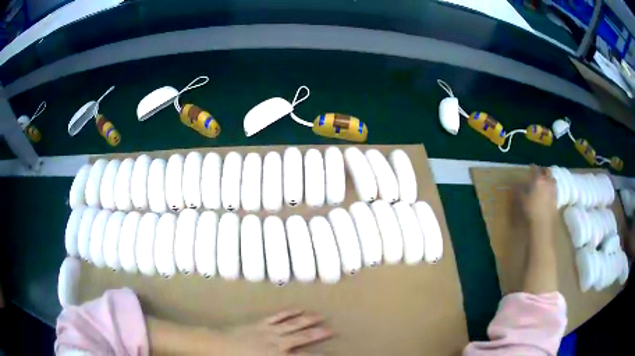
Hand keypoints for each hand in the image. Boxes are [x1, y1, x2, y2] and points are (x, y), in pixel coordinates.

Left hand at [224, 310, 332, 354]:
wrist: (218, 346)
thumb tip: (293, 355)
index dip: (317, 355)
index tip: (330, 353)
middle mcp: (277, 342)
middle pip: (301, 337)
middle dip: (317, 333)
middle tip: (332, 329)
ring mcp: (268, 331)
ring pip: (292, 324)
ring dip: (306, 320)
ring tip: (320, 316)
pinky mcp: (260, 323)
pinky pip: (277, 317)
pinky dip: (288, 313)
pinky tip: (297, 309)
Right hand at [520, 166, 556, 229]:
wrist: (543, 223)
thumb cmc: (531, 210)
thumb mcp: (522, 200)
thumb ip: (519, 190)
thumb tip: (515, 184)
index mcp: (538, 179)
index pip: (536, 169)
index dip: (533, 167)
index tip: (530, 167)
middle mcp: (547, 181)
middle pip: (547, 171)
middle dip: (543, 170)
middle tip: (540, 172)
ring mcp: (553, 189)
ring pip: (553, 178)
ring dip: (549, 177)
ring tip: (546, 180)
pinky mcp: (556, 197)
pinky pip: (555, 187)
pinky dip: (552, 186)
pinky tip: (549, 191)